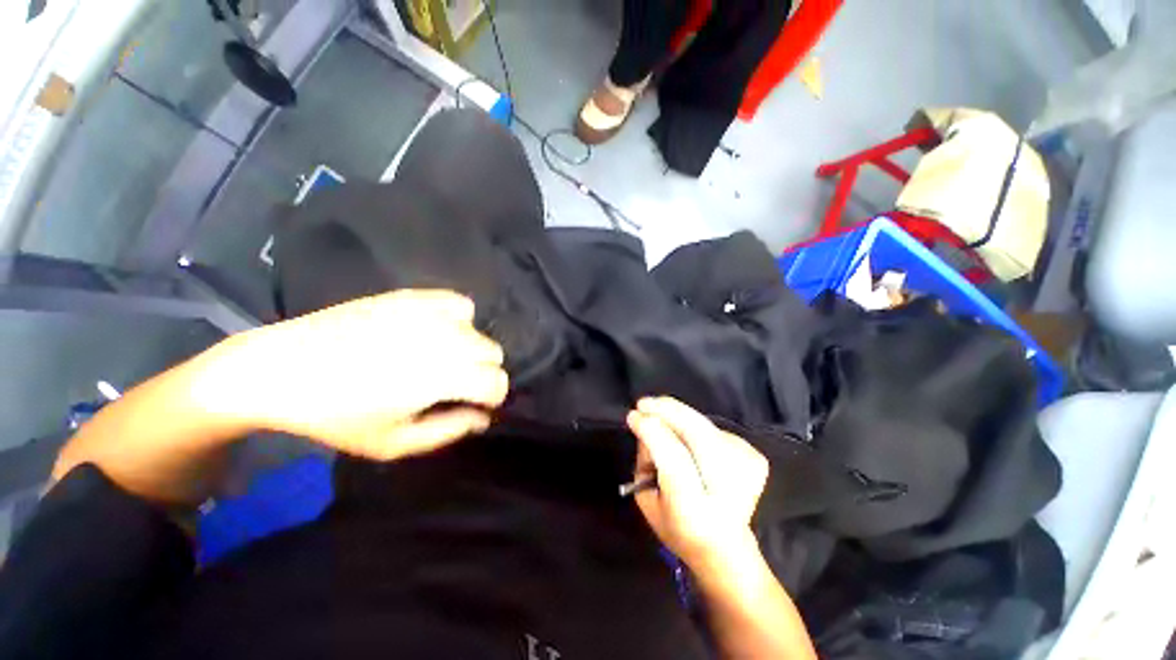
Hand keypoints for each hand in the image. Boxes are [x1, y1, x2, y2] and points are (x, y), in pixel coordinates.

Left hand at [212, 290, 508, 460]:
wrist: (280, 369)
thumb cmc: (336, 415)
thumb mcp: (394, 442)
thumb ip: (448, 431)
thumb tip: (483, 419)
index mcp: (443, 377)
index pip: (497, 382)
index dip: (493, 398)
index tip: (477, 406)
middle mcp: (446, 339)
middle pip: (493, 353)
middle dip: (484, 373)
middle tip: (456, 386)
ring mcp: (430, 313)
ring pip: (480, 330)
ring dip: (472, 349)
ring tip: (444, 359)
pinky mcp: (414, 297)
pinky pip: (459, 303)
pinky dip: (459, 318)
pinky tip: (437, 330)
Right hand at [627, 397, 768, 570]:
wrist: (726, 548)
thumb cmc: (677, 526)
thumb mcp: (647, 501)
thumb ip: (646, 462)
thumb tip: (650, 425)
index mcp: (694, 511)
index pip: (674, 459)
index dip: (652, 432)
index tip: (633, 416)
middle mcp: (726, 491)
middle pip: (699, 434)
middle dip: (669, 411)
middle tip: (645, 403)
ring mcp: (747, 472)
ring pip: (705, 426)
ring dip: (679, 418)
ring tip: (665, 425)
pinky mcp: (755, 458)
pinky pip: (715, 428)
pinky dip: (696, 427)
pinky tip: (692, 443)